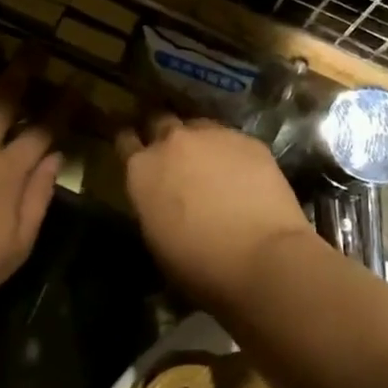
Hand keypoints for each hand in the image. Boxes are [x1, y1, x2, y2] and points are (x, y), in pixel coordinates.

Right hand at [117, 117, 313, 307]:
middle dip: (163, 135)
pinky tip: (243, 174)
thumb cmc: (199, 265)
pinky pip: (232, 139)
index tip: (136, 152)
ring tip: (210, 163)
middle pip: (160, 121)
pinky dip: (232, 153)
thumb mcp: (156, 239)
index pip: (125, 140)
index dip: (131, 146)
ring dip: (199, 141)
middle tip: (173, 156)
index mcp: (142, 169)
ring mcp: (212, 135)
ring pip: (198, 126)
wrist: (262, 257)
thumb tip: (162, 198)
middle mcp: (172, 142)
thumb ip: (153, 204)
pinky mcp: (248, 140)